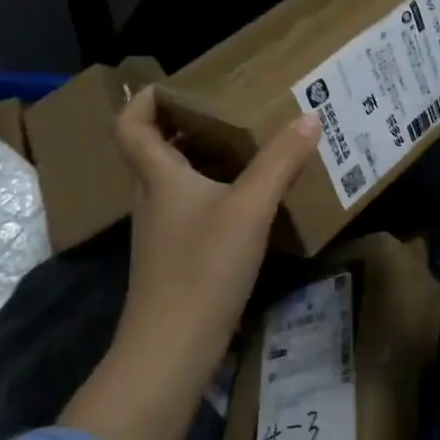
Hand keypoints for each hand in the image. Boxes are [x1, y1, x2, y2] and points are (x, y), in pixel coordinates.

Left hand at [58, 92, 321, 439]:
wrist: (169, 353)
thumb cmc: (202, 269)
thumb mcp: (249, 208)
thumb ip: (279, 162)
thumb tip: (309, 117)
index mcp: (159, 177)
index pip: (130, 126)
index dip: (144, 100)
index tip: (177, 86)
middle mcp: (152, 199)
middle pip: (156, 150)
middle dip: (187, 125)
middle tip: (230, 110)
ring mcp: (161, 233)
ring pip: (175, 182)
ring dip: (204, 160)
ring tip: (248, 149)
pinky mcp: (175, 260)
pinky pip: (191, 210)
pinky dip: (214, 194)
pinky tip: (249, 204)